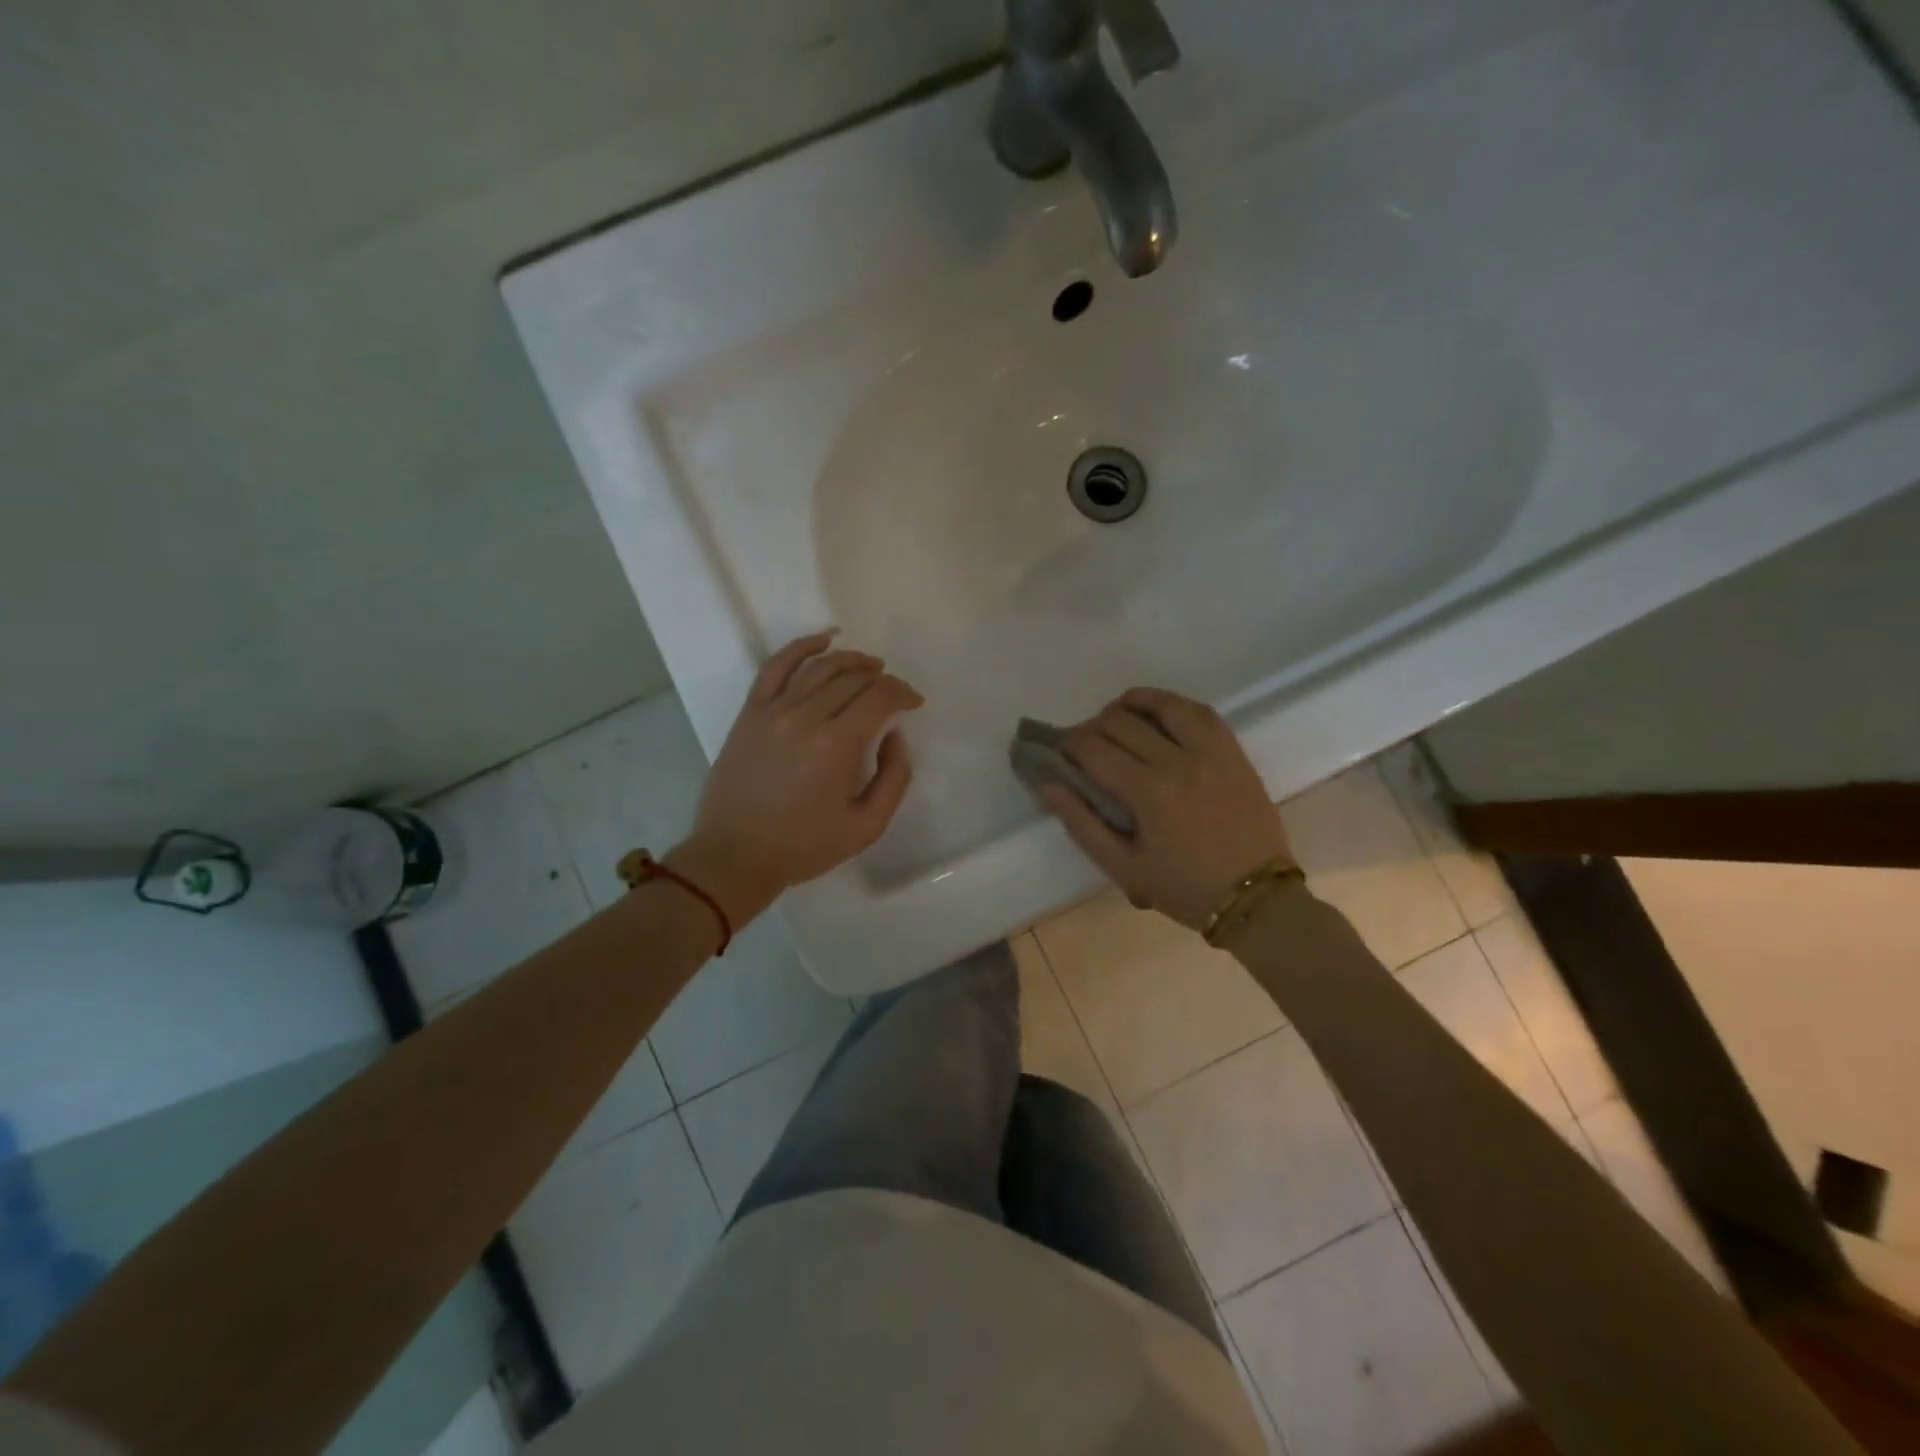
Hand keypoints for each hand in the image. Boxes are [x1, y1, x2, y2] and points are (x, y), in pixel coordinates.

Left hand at [669, 631, 922, 922]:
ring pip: (820, 666)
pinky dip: (802, 646)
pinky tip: (823, 639)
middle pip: (853, 678)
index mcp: (836, 746)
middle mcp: (805, 717)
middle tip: (894, 691)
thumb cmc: (804, 846)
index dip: (903, 693)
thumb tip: (895, 735)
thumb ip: (895, 777)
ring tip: (870, 665)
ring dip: (851, 659)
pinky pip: (776, 666)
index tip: (914, 703)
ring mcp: (773, 710)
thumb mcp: (867, 826)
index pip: (879, 697)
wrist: (735, 856)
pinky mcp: (750, 712)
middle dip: (882, 678)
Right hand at [1038, 688, 1295, 931]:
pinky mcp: (1234, 752)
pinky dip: (1175, 705)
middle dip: (1092, 726)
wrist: (1256, 897)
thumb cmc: (1184, 889)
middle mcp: (1178, 761)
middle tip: (1084, 744)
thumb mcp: (1124, 868)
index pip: (1094, 749)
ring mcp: (1211, 752)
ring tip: (1117, 714)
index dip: (1068, 744)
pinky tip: (1160, 713)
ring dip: (1132, 703)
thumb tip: (1047, 785)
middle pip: (1122, 722)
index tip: (1059, 752)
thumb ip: (1082, 824)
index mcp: (1148, 792)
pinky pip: (1202, 712)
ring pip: (1164, 705)